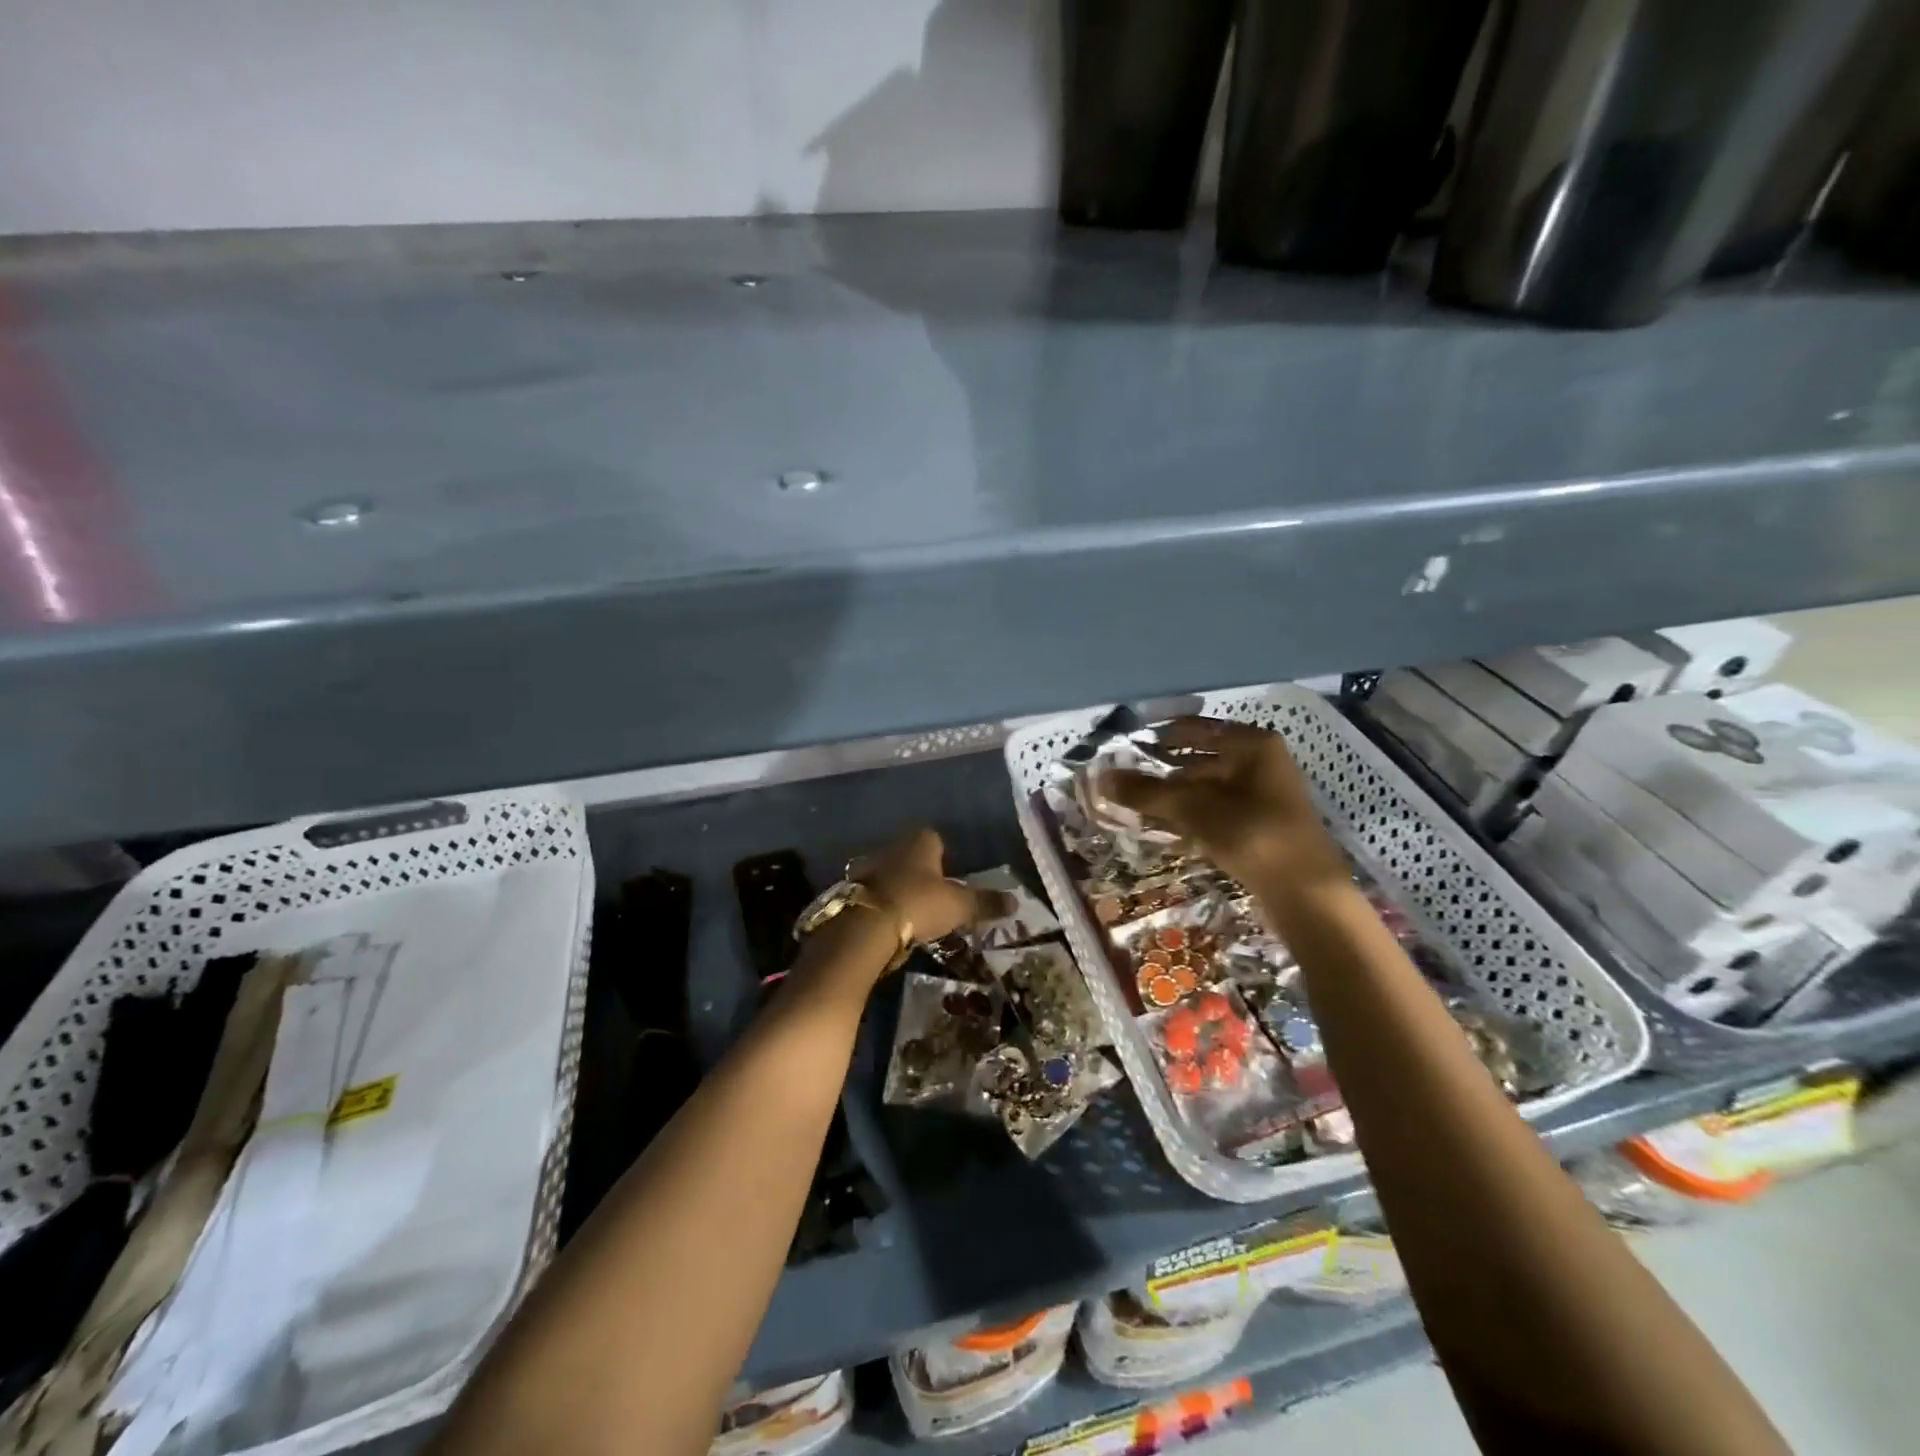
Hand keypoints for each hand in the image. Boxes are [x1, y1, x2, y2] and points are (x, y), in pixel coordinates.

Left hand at [852, 827, 1012, 945]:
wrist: (866, 924)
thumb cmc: (919, 903)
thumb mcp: (958, 906)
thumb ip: (985, 902)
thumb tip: (1016, 901)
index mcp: (920, 841)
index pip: (935, 838)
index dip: (944, 855)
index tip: (950, 876)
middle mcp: (892, 846)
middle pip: (909, 854)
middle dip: (919, 870)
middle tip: (932, 894)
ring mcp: (868, 866)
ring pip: (888, 871)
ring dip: (897, 886)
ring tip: (909, 910)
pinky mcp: (850, 888)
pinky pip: (871, 891)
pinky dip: (879, 902)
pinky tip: (887, 920)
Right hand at [1101, 717, 1346, 890]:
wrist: (1306, 894)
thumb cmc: (1253, 835)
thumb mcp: (1194, 809)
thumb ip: (1147, 792)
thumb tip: (1101, 778)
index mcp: (1252, 744)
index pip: (1194, 728)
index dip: (1158, 736)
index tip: (1124, 747)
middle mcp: (1259, 762)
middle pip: (1198, 759)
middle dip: (1160, 771)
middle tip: (1122, 780)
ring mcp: (1261, 795)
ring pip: (1204, 788)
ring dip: (1170, 798)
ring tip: (1133, 807)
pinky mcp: (1258, 825)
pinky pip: (1214, 812)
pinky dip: (1188, 817)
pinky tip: (1160, 829)